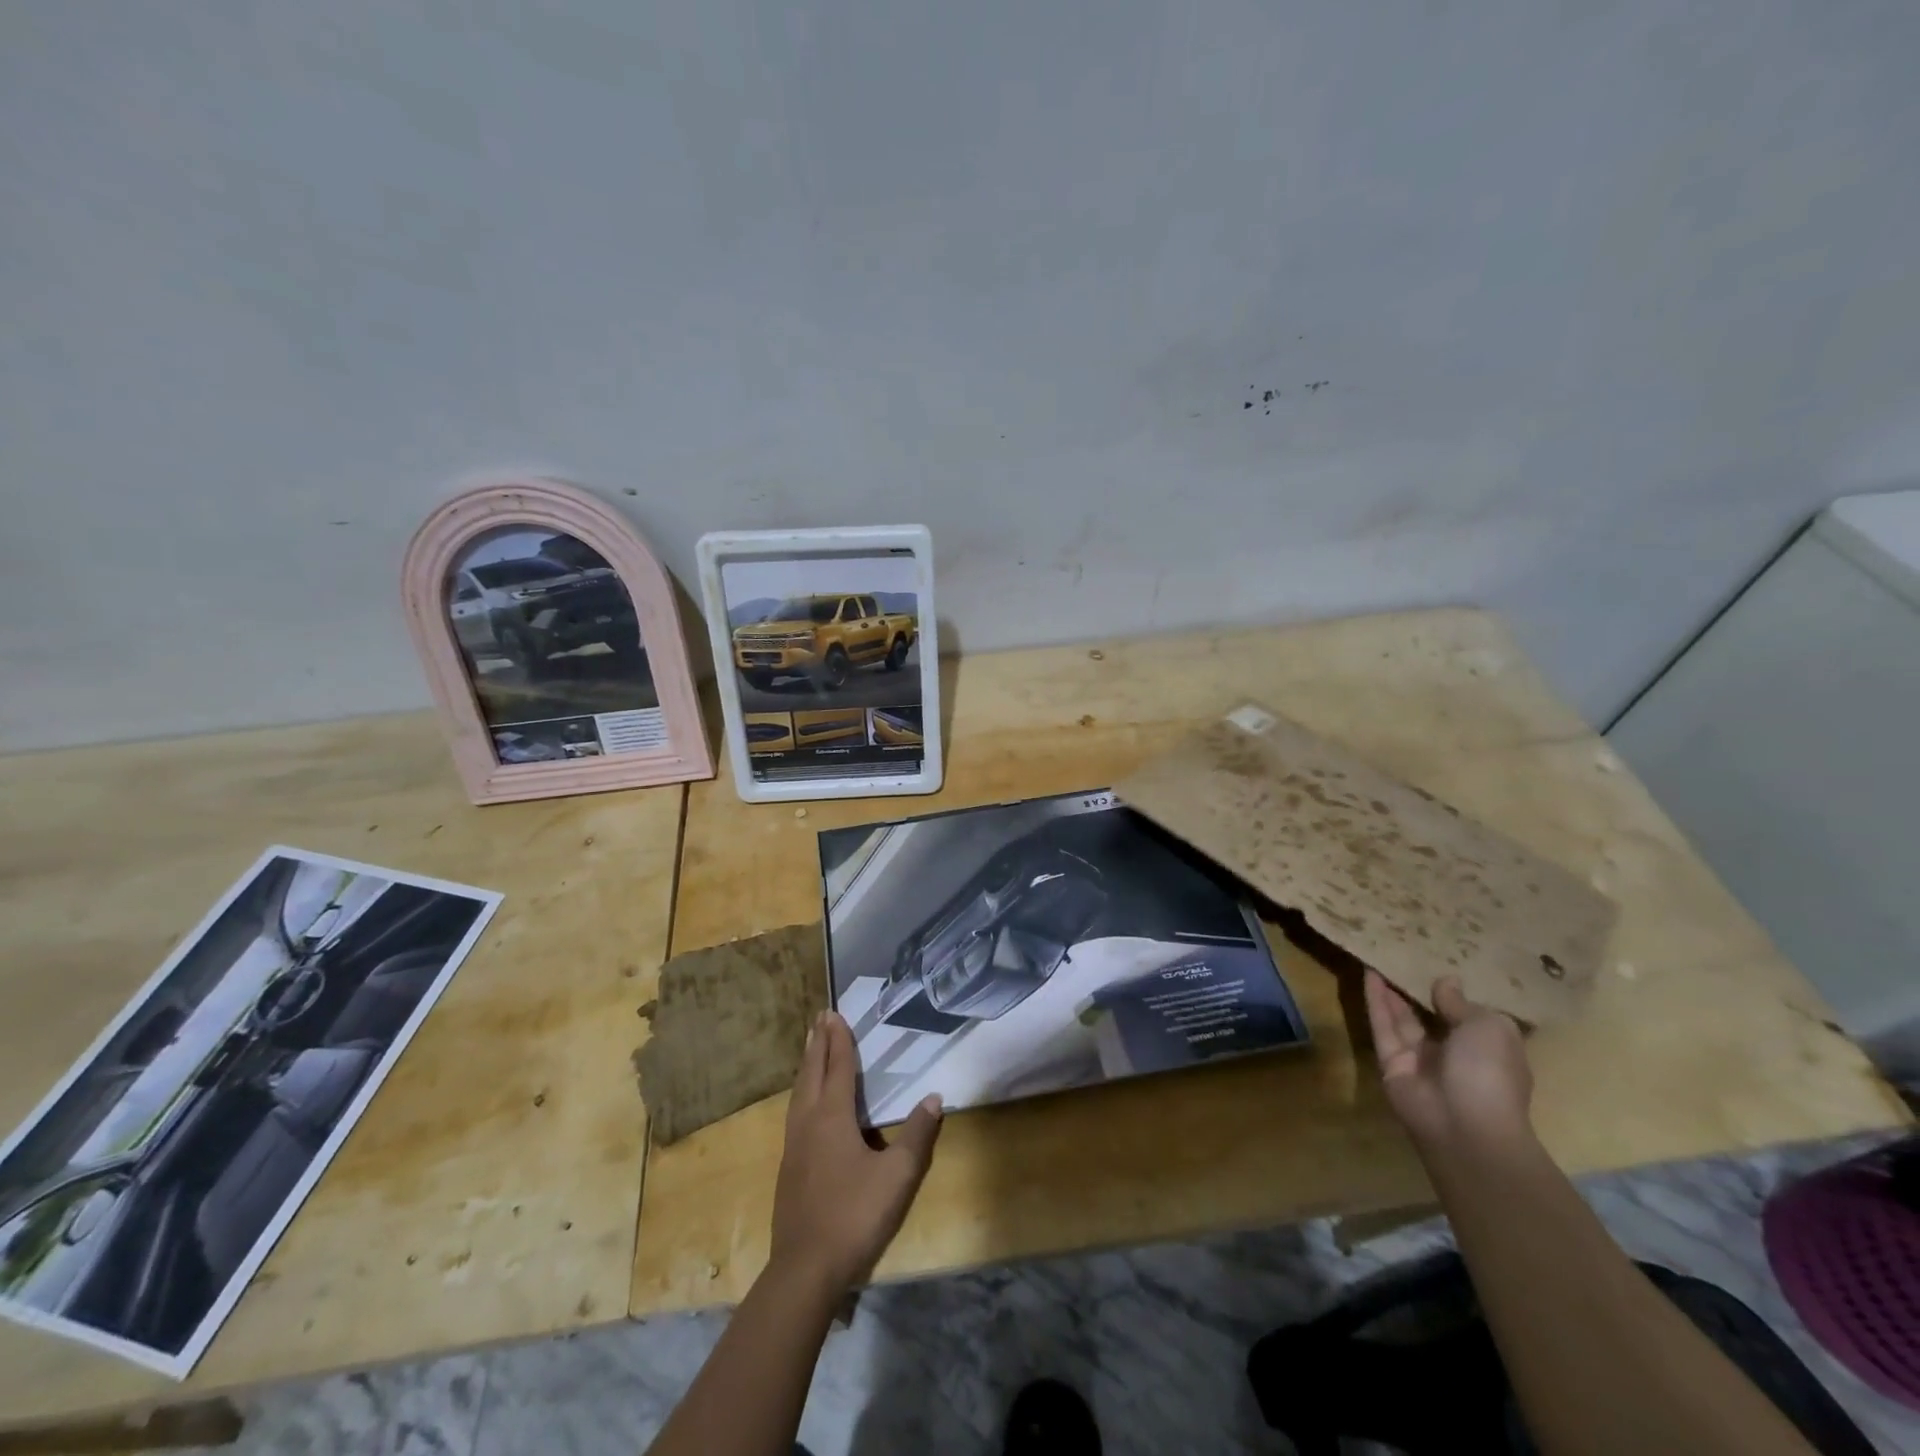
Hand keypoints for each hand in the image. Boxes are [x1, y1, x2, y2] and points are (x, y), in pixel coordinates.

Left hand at [770, 1011, 942, 1295]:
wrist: (805, 1270)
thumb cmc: (854, 1215)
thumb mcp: (898, 1176)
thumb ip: (917, 1135)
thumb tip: (934, 1097)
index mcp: (832, 1117)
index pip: (837, 1067)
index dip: (839, 1039)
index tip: (834, 1013)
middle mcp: (809, 1122)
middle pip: (812, 1072)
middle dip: (818, 1043)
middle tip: (820, 1017)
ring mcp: (794, 1145)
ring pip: (799, 1092)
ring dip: (807, 1065)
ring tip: (811, 1047)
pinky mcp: (789, 1167)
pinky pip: (795, 1112)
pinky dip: (802, 1090)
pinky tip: (805, 1102)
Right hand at [1363, 971, 1532, 1155]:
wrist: (1465, 1125)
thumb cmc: (1490, 1071)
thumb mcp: (1489, 1026)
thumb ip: (1461, 1003)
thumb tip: (1445, 981)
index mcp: (1488, 1049)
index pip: (1470, 1018)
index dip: (1456, 994)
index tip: (1441, 966)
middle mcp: (1454, 1055)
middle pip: (1431, 1017)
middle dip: (1419, 991)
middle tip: (1404, 958)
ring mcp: (1420, 1061)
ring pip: (1403, 1019)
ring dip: (1392, 991)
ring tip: (1380, 957)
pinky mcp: (1391, 1063)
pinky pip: (1383, 1026)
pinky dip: (1376, 1001)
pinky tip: (1368, 974)